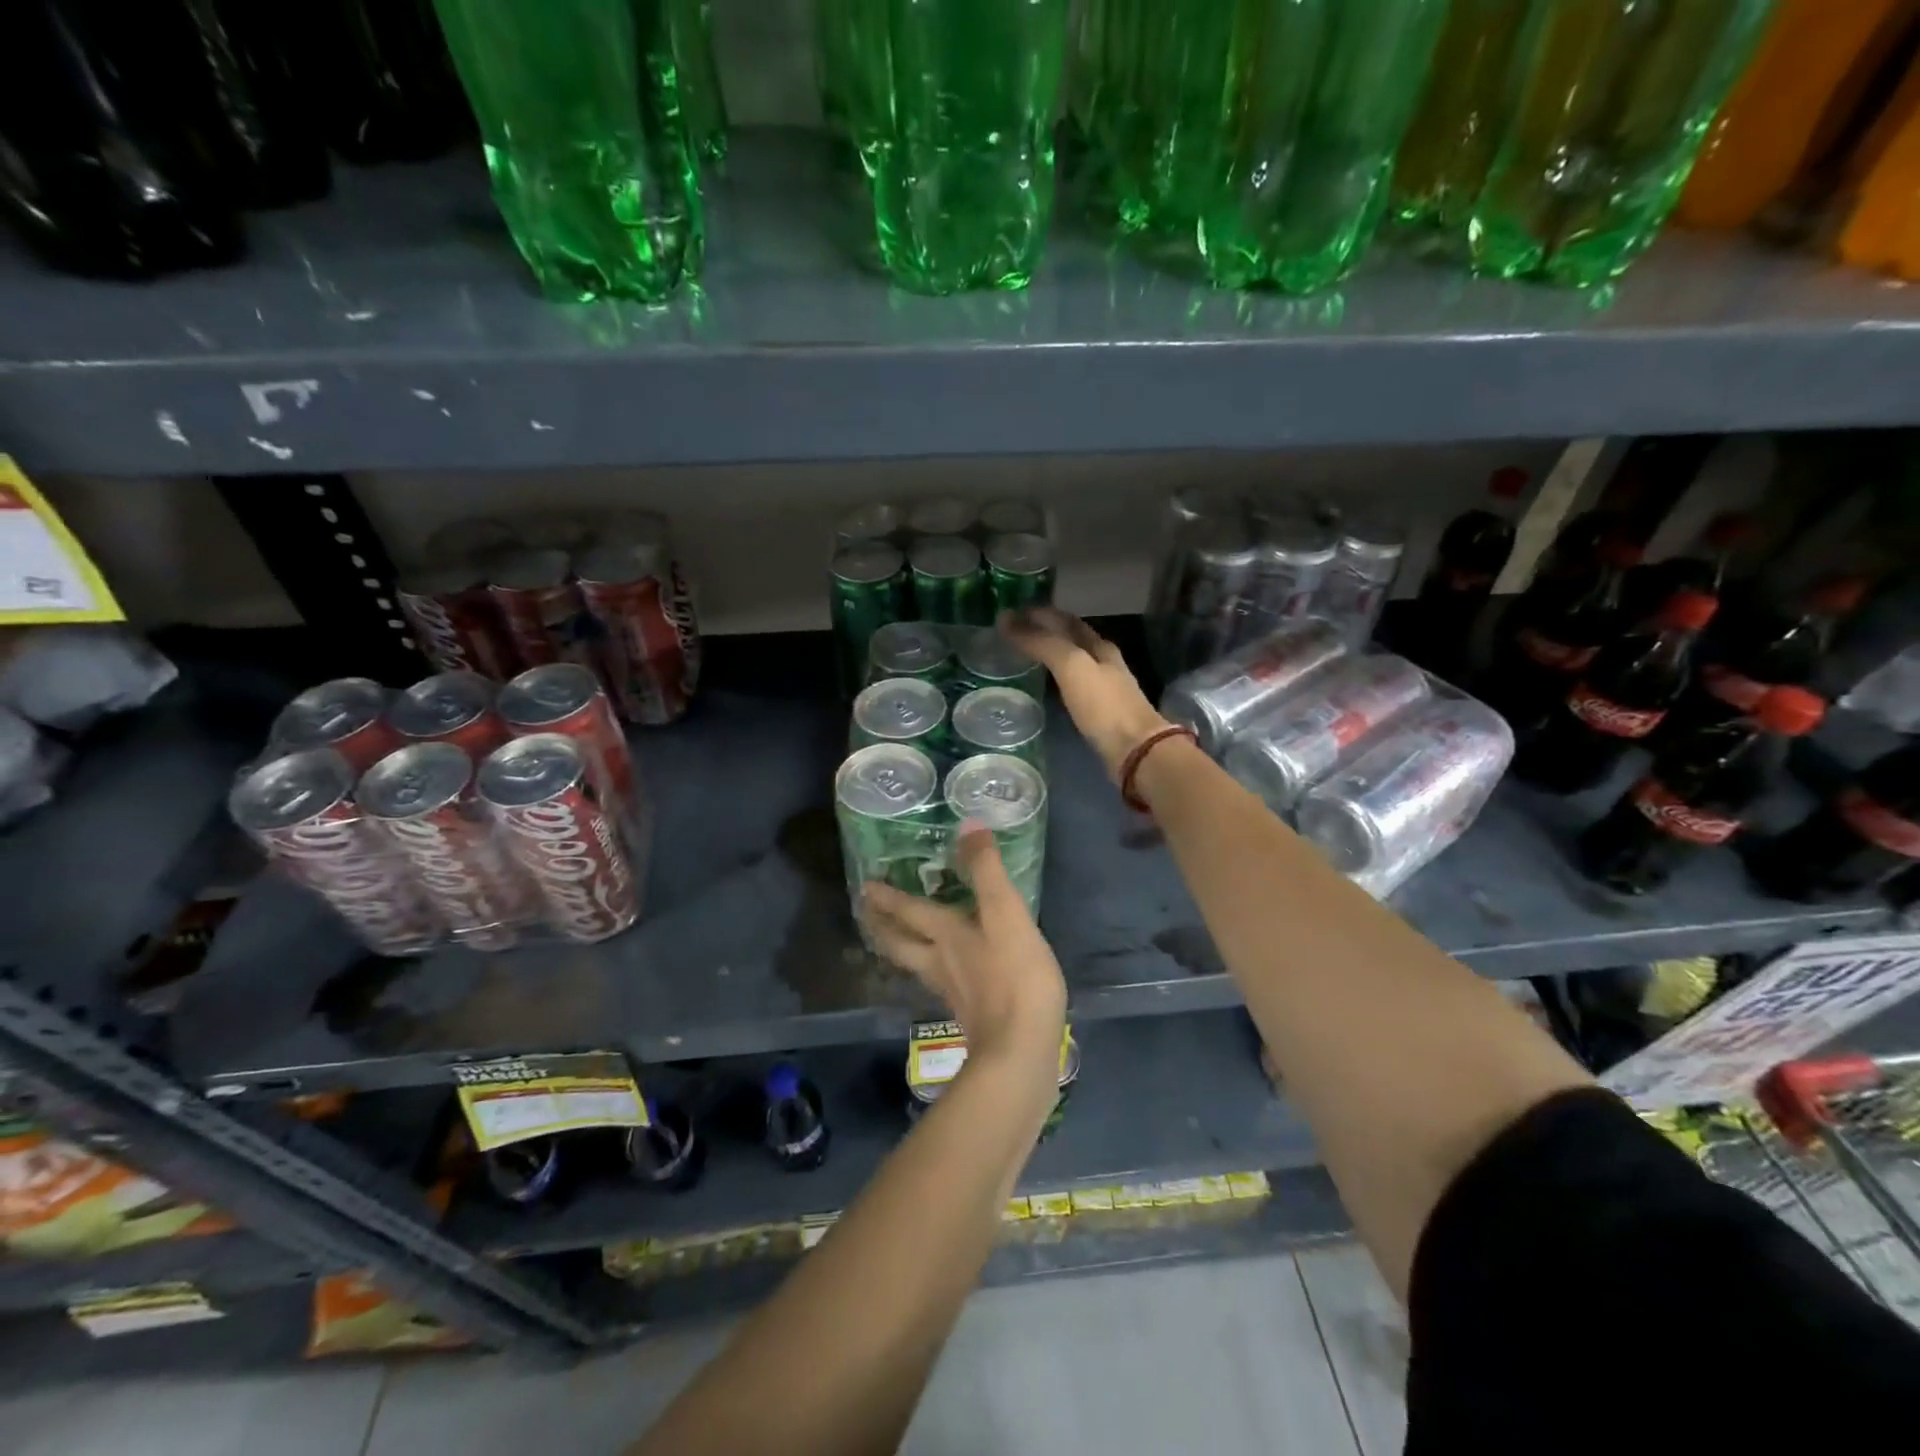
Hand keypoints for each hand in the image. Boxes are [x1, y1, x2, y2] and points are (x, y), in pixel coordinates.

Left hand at [860, 825, 1065, 1081]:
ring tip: (892, 940)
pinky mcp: (969, 1014)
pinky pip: (940, 983)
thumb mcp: (1006, 914)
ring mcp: (952, 991)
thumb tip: (967, 825)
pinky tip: (943, 974)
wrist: (1021, 1050)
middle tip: (865, 914)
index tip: (865, 886)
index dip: (888, 897)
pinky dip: (931, 971)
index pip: (909, 911)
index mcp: (945, 936)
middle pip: (900, 943)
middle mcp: (939, 962)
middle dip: (882, 926)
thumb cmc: (1015, 977)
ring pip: (915, 964)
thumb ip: (987, 871)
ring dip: (900, 949)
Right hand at [1002, 608, 1169, 780]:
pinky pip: (1074, 685)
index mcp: (1099, 646)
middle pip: (1072, 639)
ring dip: (1051, 654)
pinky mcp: (1100, 712)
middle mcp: (1104, 662)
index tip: (1011, 613)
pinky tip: (1046, 685)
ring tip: (1024, 654)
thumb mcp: (1072, 666)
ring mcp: (1104, 688)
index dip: (1039, 613)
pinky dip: (1057, 677)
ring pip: (1074, 661)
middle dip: (1045, 631)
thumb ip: (1042, 643)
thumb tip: (1007, 620)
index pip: (1065, 620)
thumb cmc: (1103, 705)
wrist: (1134, 750)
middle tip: (1014, 632)